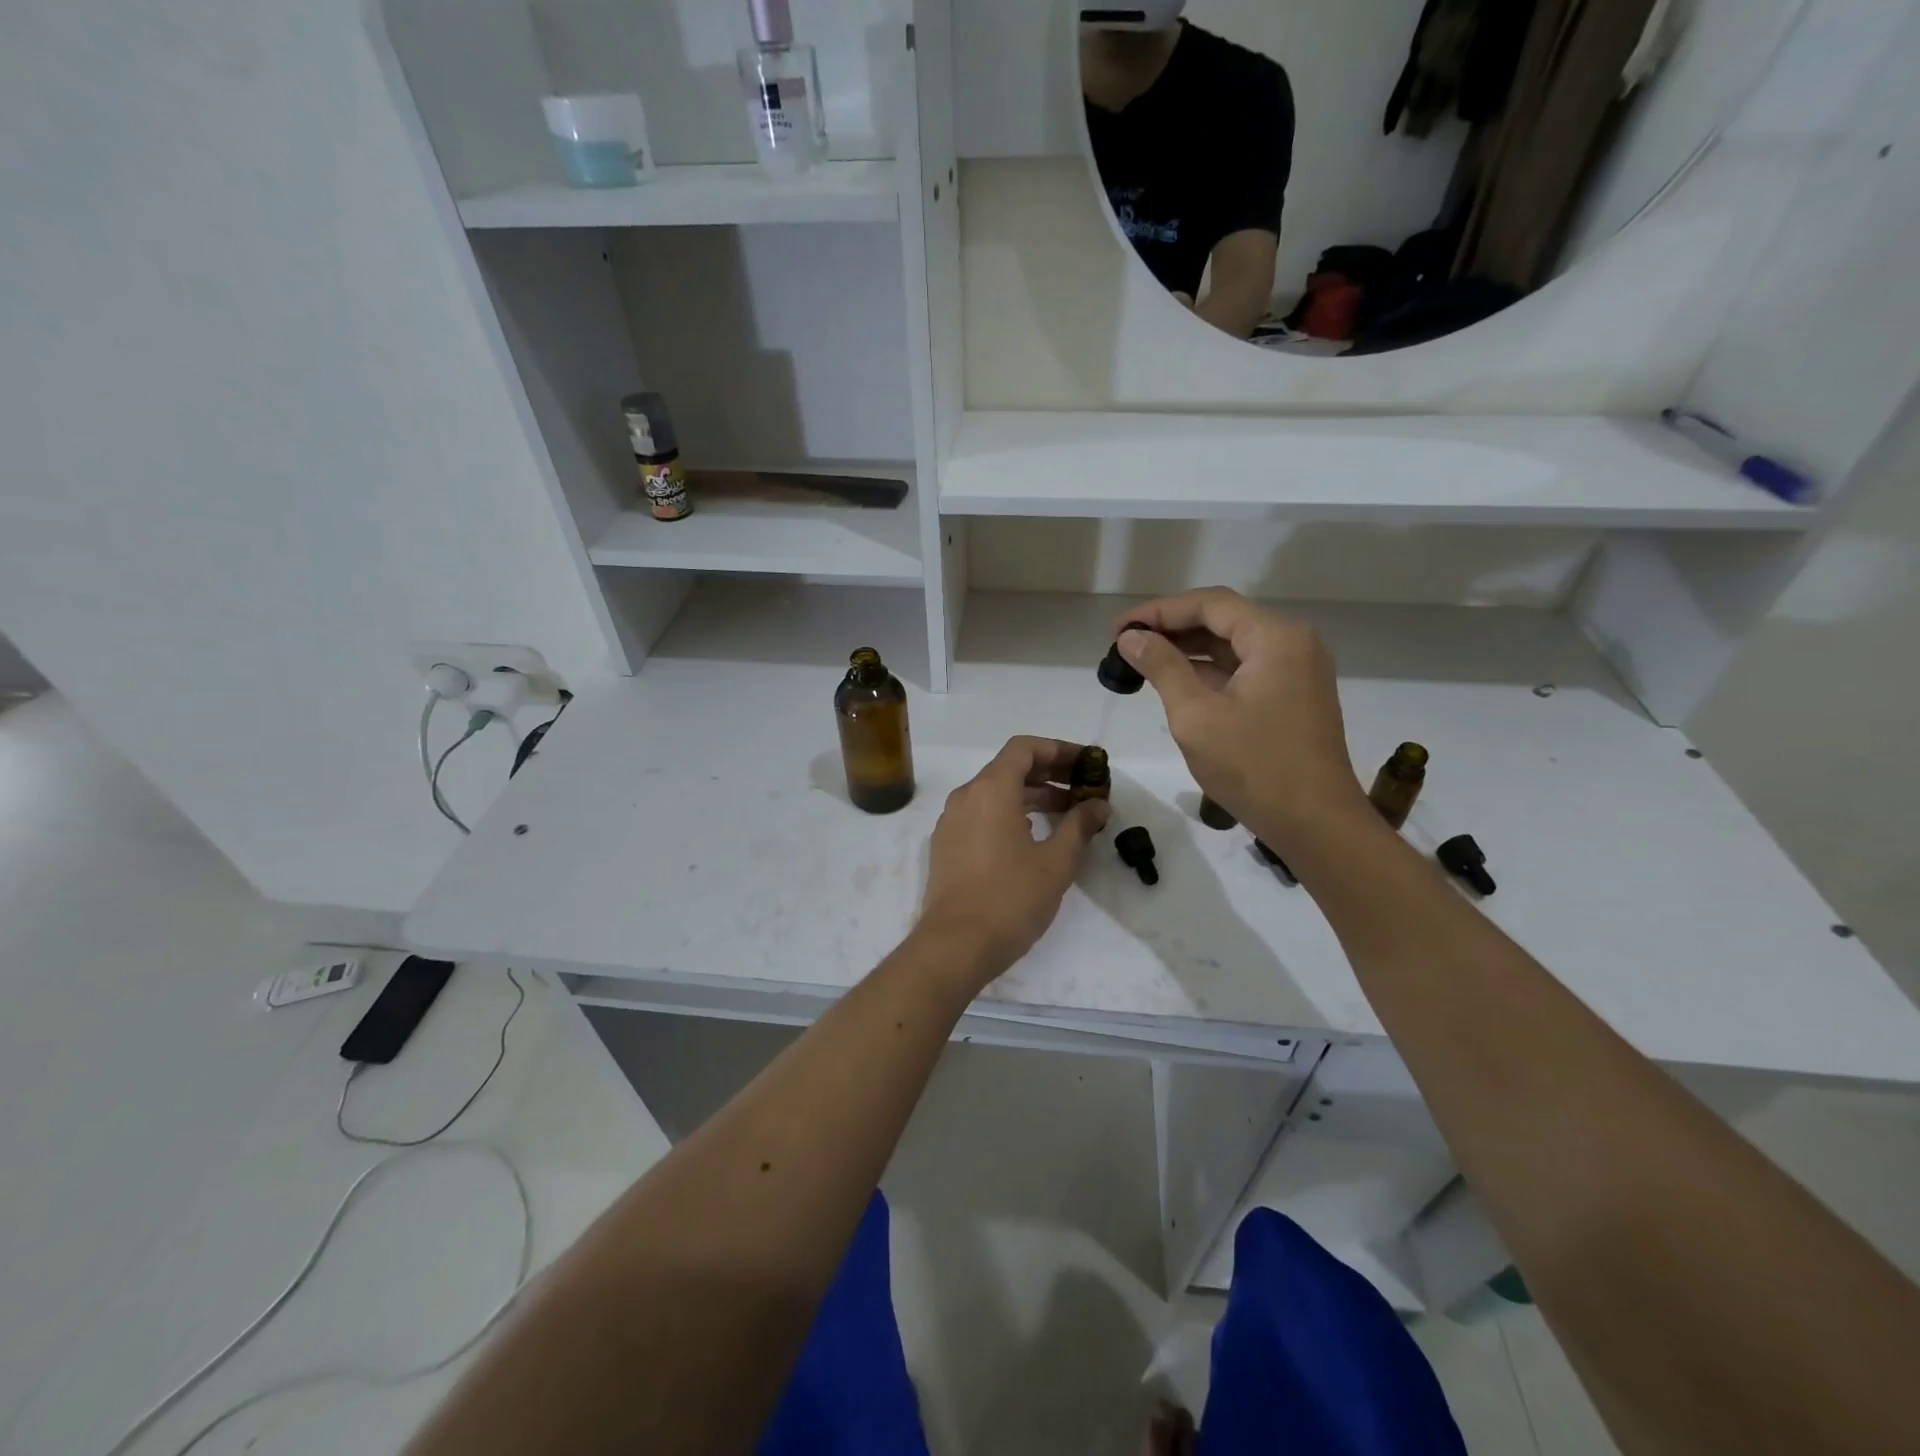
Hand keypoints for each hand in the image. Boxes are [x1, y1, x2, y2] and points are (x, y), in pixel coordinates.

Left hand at [918, 737, 1110, 985]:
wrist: (955, 945)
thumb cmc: (1010, 898)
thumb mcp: (1056, 862)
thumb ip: (1079, 825)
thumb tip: (1098, 805)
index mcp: (990, 790)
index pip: (1024, 748)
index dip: (1058, 750)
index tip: (1086, 763)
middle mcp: (966, 796)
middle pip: (1009, 768)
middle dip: (1049, 774)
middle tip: (1084, 788)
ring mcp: (951, 821)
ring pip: (995, 793)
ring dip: (1031, 795)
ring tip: (1066, 813)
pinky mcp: (946, 845)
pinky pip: (981, 814)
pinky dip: (1009, 813)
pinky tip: (1033, 836)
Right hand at [1115, 589, 1368, 852]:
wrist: (1316, 824)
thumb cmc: (1254, 767)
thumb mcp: (1196, 715)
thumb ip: (1162, 667)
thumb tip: (1131, 637)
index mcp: (1275, 637)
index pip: (1209, 604)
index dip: (1159, 611)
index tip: (1118, 629)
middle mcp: (1293, 642)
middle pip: (1223, 620)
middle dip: (1172, 628)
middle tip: (1124, 644)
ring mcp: (1298, 670)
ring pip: (1233, 645)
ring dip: (1189, 651)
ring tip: (1141, 661)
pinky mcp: (1295, 696)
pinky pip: (1246, 669)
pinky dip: (1210, 672)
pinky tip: (1175, 682)